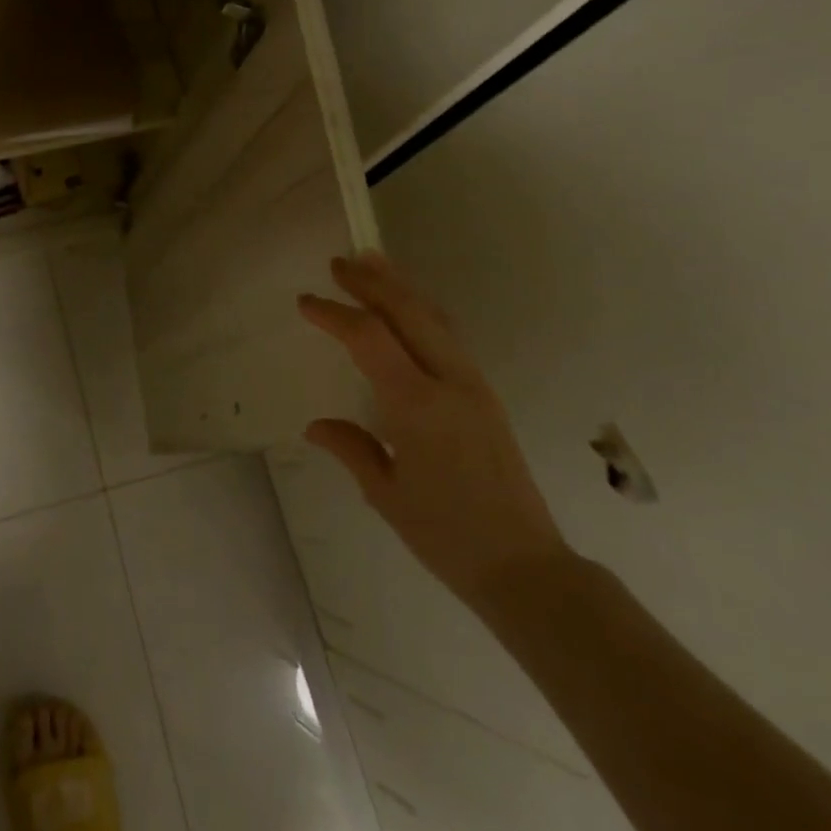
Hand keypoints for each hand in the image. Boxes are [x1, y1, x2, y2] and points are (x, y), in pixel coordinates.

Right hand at [299, 253, 566, 608]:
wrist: (524, 566)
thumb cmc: (445, 535)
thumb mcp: (385, 494)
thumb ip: (351, 448)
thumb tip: (315, 425)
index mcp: (417, 405)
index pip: (369, 338)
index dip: (335, 314)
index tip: (306, 302)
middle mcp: (450, 383)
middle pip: (408, 313)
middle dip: (372, 282)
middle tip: (340, 263)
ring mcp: (474, 386)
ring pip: (435, 319)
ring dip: (401, 289)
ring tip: (374, 264)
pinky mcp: (486, 396)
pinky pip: (449, 338)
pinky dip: (422, 313)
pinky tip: (408, 312)